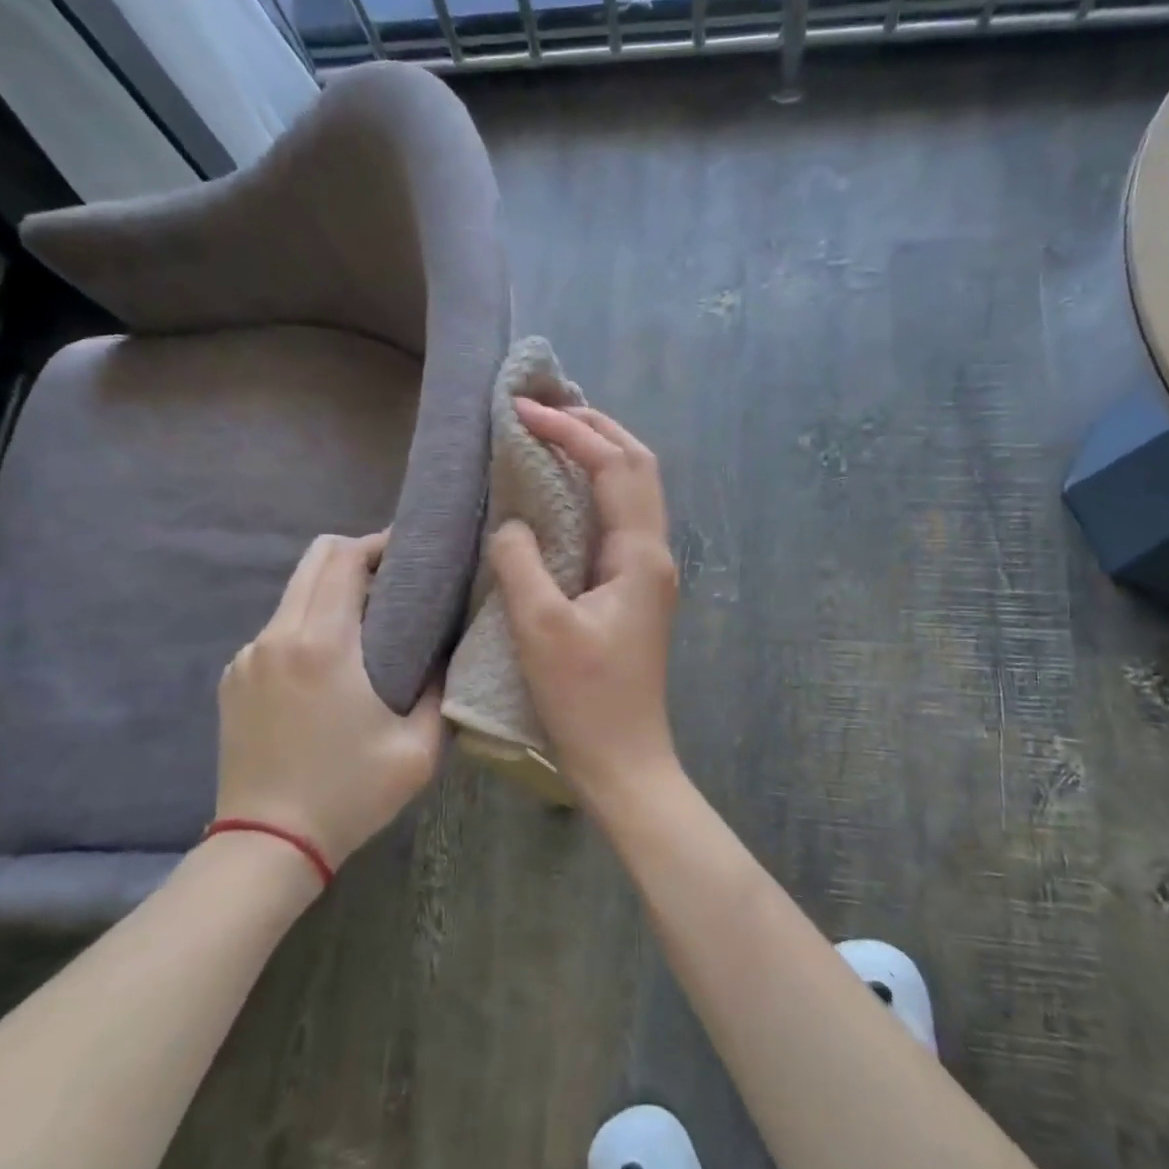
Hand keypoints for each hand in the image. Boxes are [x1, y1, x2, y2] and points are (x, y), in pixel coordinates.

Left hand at [217, 532, 442, 867]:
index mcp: (323, 645)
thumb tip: (443, 653)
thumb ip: (439, 690)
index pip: (343, 559)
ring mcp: (247, 657)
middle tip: (393, 579)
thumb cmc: (349, 794)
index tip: (409, 551)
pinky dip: (307, 626)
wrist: (267, 845)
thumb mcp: (418, 749)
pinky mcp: (232, 678)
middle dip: (355, 556)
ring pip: (293, 594)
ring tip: (366, 621)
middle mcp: (277, 636)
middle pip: (313, 561)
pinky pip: (276, 630)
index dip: (377, 543)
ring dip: (330, 592)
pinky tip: (328, 664)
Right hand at [488, 401, 679, 799]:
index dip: (571, 431)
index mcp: (639, 556)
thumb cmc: (584, 698)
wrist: (624, 761)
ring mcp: (648, 573)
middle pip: (638, 467)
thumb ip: (521, 562)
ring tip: (558, 433)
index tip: (523, 411)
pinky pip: (618, 521)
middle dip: (597, 429)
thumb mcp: (540, 627)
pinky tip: (564, 494)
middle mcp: (654, 554)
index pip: (613, 467)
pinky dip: (595, 491)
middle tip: (549, 407)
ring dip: (601, 455)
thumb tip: (514, 523)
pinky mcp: (634, 591)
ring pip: (633, 492)